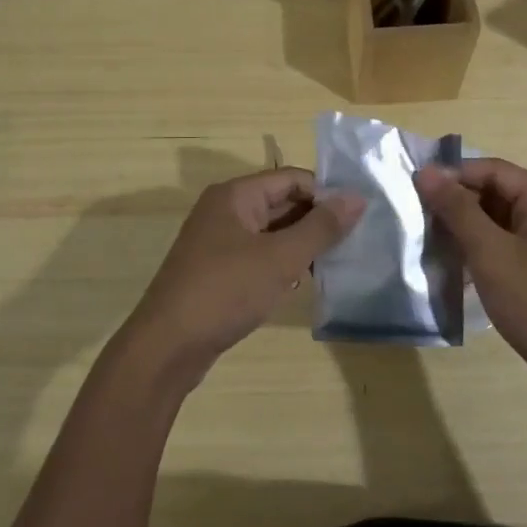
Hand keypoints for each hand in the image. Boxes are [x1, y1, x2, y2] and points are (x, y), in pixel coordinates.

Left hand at [124, 168, 364, 380]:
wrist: (167, 347)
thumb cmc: (225, 291)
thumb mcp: (280, 258)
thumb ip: (321, 227)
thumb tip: (358, 198)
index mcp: (236, 195)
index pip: (292, 178)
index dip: (326, 193)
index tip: (359, 217)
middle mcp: (225, 211)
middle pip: (282, 203)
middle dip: (317, 220)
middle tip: (356, 241)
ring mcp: (219, 242)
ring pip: (272, 232)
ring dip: (302, 244)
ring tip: (337, 262)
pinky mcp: (218, 271)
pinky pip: (259, 255)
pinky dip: (282, 264)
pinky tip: (303, 283)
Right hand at [415, 159, 526, 388]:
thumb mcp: (491, 253)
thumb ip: (457, 210)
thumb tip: (426, 172)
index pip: (493, 170)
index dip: (453, 175)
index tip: (415, 190)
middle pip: (497, 193)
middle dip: (457, 204)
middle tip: (418, 219)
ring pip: (499, 222)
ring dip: (466, 230)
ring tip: (430, 242)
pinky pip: (507, 246)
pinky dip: (482, 251)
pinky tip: (455, 267)